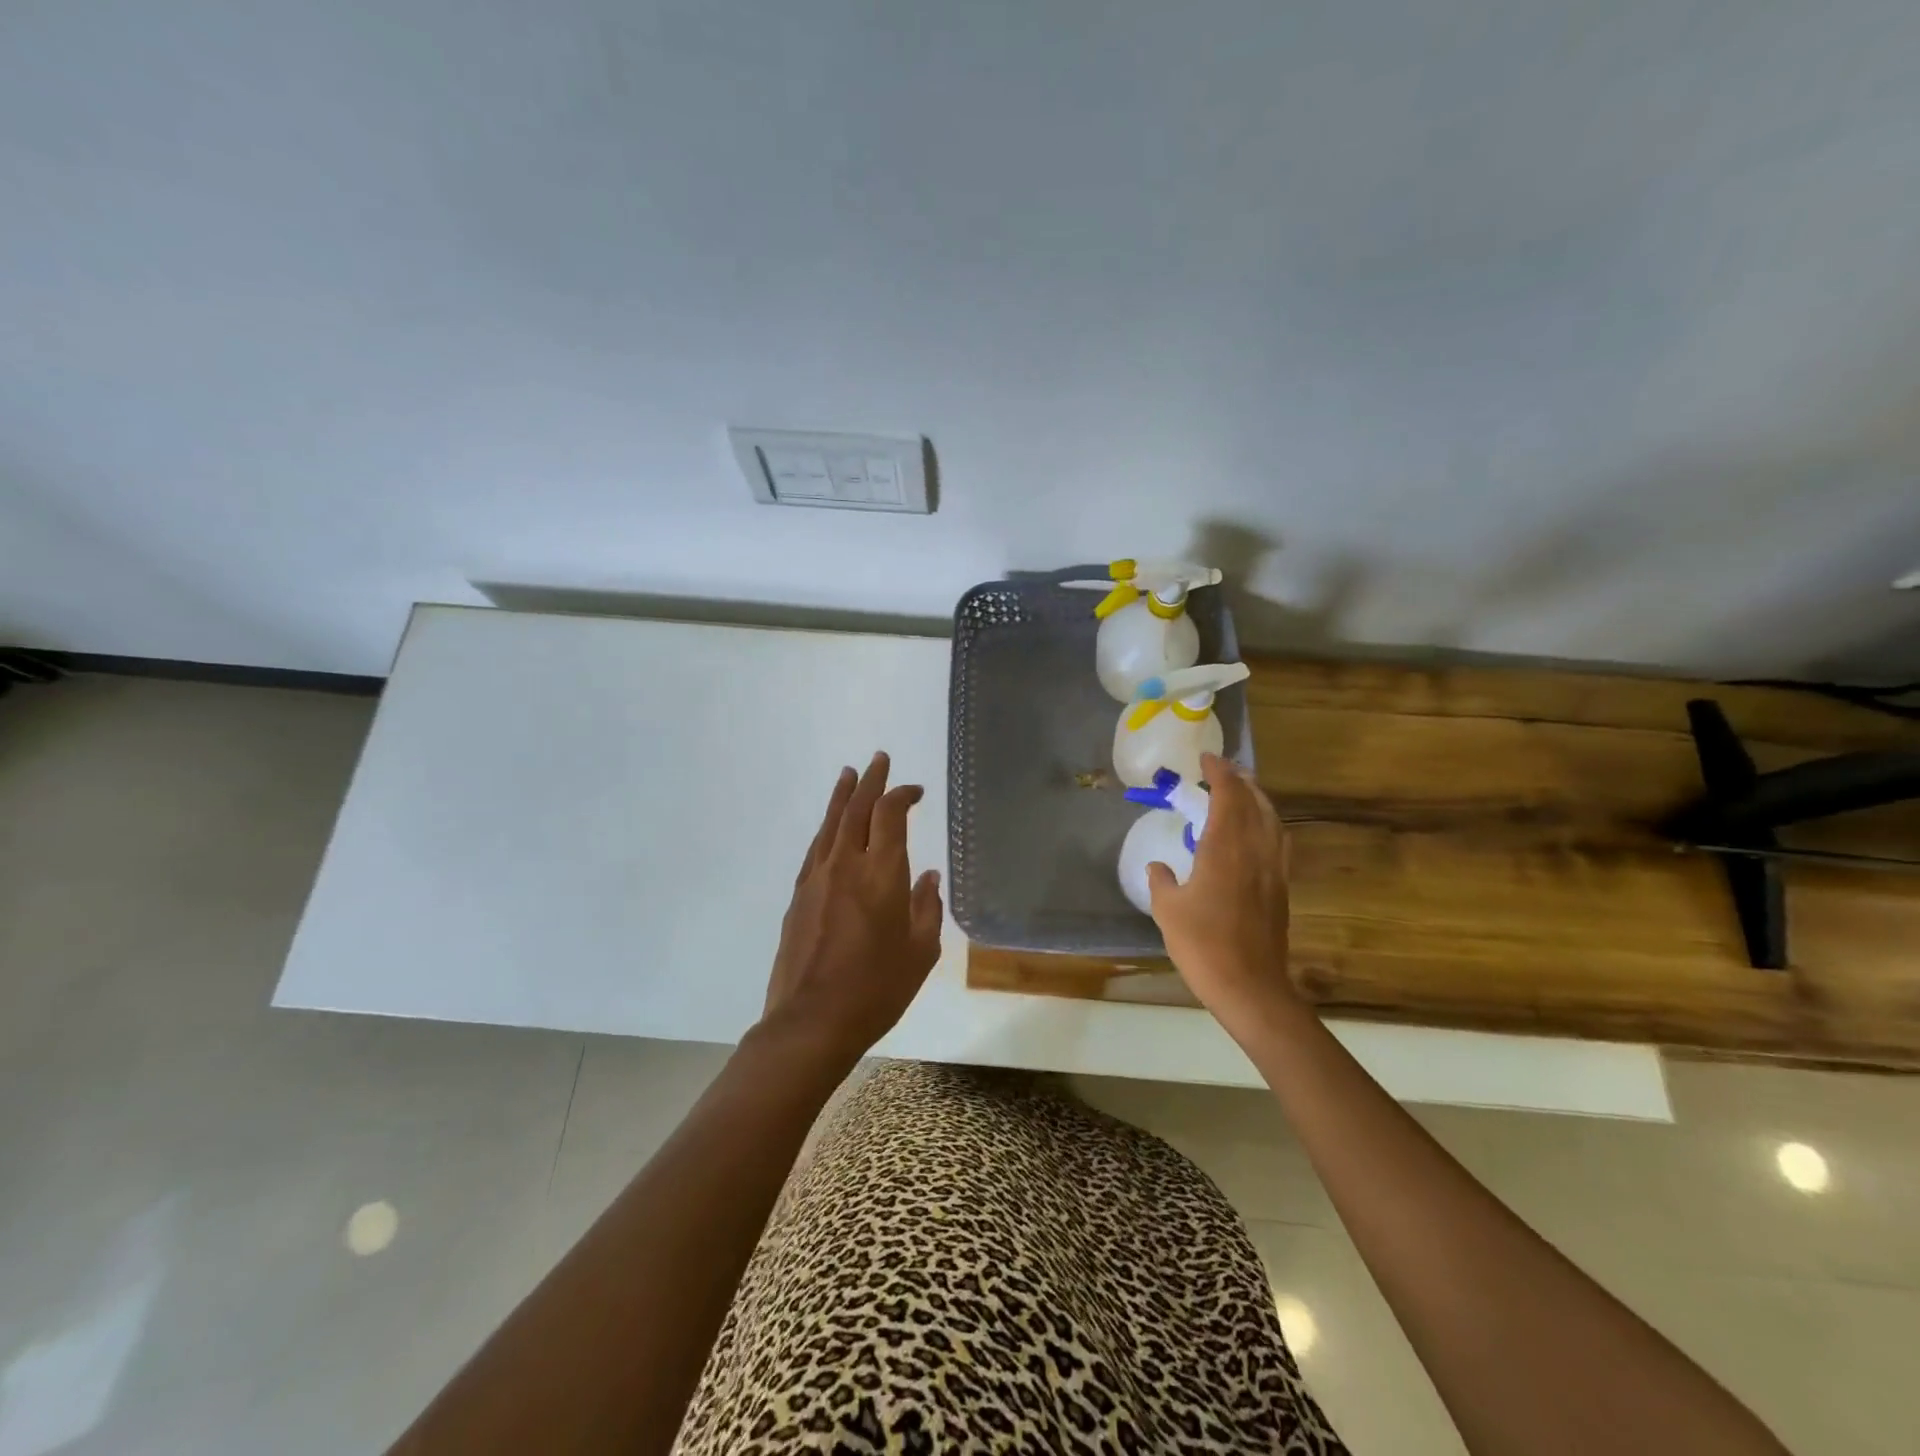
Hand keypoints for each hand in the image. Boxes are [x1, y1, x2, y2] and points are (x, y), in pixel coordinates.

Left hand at [757, 752, 943, 1067]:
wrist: (812, 1021)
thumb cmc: (877, 989)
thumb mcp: (919, 952)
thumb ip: (926, 907)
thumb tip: (928, 876)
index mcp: (881, 873)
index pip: (890, 814)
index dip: (902, 794)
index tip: (915, 791)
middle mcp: (846, 864)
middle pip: (857, 808)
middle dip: (870, 781)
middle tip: (879, 759)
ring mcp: (817, 878)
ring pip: (830, 823)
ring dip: (843, 796)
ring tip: (849, 774)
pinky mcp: (798, 895)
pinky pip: (815, 848)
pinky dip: (826, 828)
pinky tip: (830, 828)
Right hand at [1147, 752, 1297, 1030]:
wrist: (1250, 986)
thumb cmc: (1202, 945)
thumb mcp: (1168, 911)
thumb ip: (1162, 881)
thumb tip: (1159, 867)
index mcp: (1225, 849)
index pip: (1228, 797)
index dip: (1218, 773)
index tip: (1205, 759)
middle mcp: (1255, 850)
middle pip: (1255, 802)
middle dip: (1240, 780)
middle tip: (1222, 770)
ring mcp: (1273, 869)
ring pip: (1272, 820)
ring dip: (1257, 799)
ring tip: (1242, 792)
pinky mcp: (1281, 888)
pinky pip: (1278, 841)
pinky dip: (1267, 823)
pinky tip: (1257, 832)